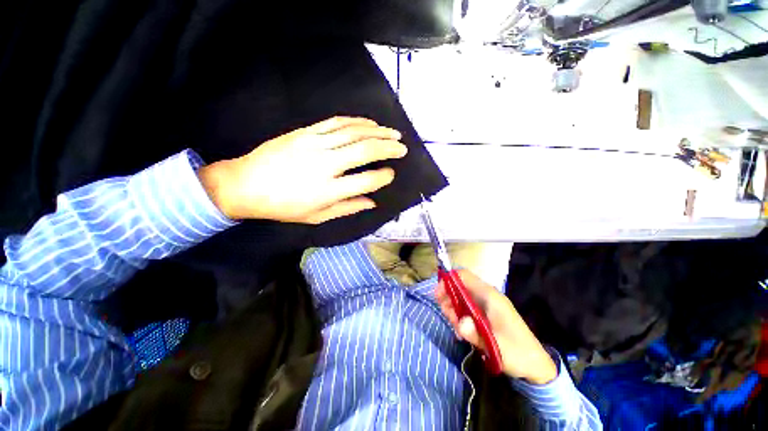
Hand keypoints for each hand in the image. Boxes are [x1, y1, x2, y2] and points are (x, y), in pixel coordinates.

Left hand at [198, 117, 406, 223]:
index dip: (384, 177)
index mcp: (329, 191)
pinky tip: (369, 123)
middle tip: (402, 148)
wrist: (245, 185)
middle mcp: (325, 165)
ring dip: (378, 131)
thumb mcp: (317, 216)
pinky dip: (357, 121)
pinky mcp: (305, 132)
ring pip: (354, 132)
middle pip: (365, 150)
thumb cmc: (283, 207)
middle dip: (389, 148)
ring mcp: (315, 144)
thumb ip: (347, 208)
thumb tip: (372, 202)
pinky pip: (336, 122)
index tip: (391, 174)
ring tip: (393, 133)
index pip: (366, 181)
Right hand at [435, 270, 557, 383]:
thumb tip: (460, 322)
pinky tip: (461, 329)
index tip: (438, 295)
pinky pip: (467, 307)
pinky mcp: (486, 313)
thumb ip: (475, 333)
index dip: (448, 280)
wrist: (535, 365)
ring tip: (455, 325)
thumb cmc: (517, 353)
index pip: (464, 276)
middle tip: (446, 315)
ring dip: (453, 307)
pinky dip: (460, 314)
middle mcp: (487, 296)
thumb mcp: (495, 346)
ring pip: (462, 297)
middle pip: (460, 286)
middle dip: (448, 297)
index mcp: (490, 296)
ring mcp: (486, 304)